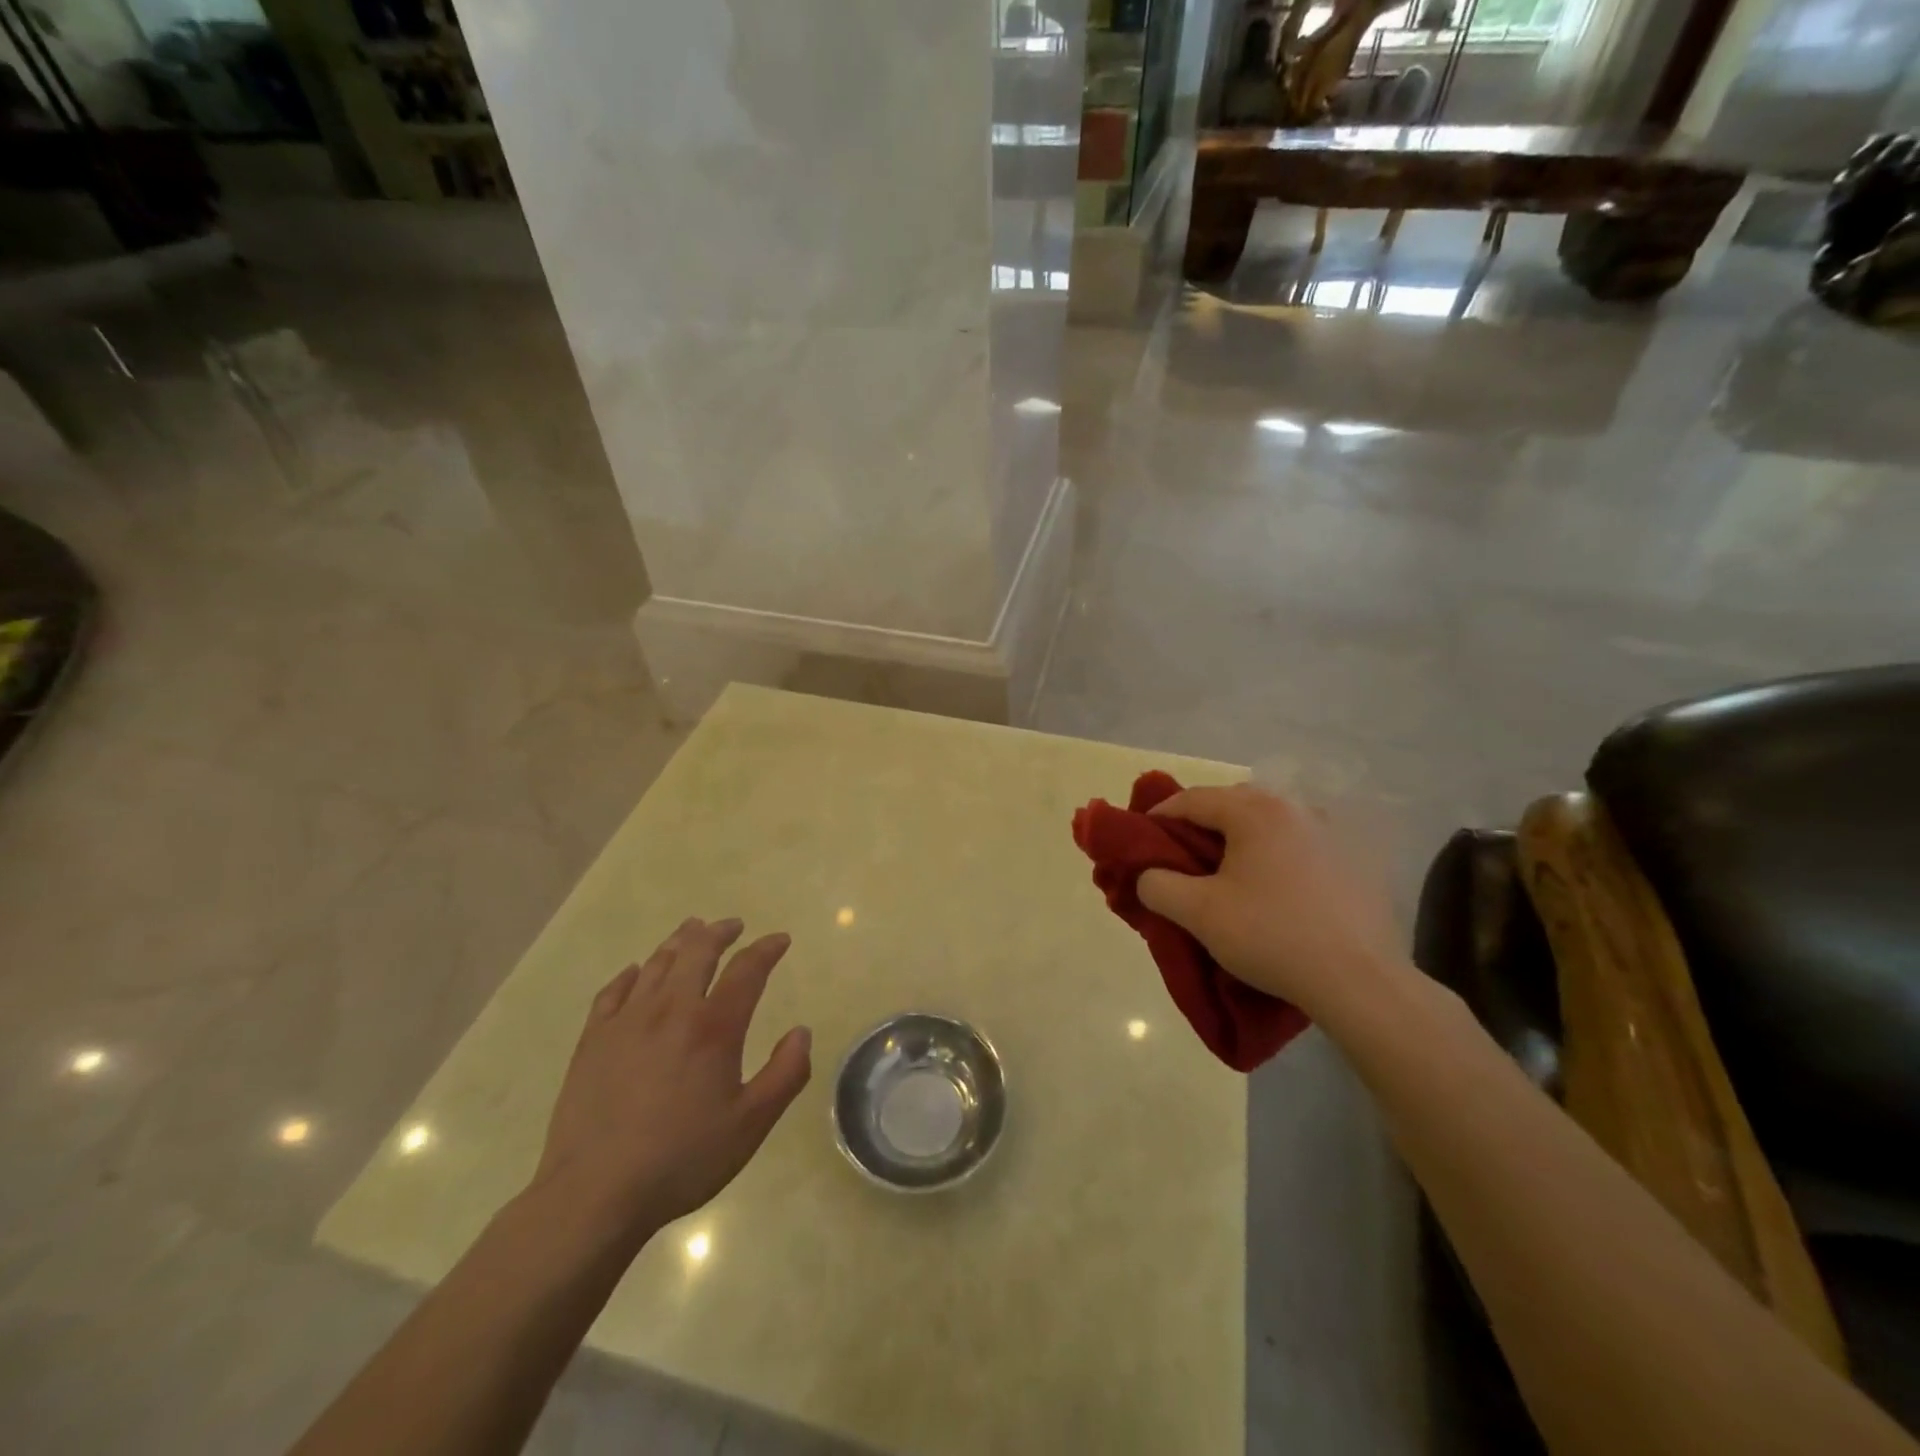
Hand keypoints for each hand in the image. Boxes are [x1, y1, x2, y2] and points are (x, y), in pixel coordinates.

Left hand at [529, 917, 810, 1244]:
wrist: (594, 1194)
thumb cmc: (682, 1159)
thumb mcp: (752, 1124)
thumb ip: (786, 1074)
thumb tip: (801, 1032)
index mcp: (714, 1027)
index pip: (747, 969)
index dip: (767, 949)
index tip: (780, 940)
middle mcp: (671, 1010)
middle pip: (697, 951)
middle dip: (720, 931)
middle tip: (733, 926)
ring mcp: (626, 1021)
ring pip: (657, 963)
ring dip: (680, 941)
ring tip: (692, 931)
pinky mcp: (593, 1040)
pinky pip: (614, 990)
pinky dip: (632, 974)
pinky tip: (636, 973)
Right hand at [1137, 784, 1405, 1024]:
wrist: (1360, 982)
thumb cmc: (1271, 936)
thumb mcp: (1198, 913)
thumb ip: (1158, 885)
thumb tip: (1149, 875)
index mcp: (1255, 811)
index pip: (1192, 799)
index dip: (1159, 817)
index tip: (1142, 843)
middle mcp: (1295, 808)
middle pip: (1232, 805)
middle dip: (1201, 827)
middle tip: (1183, 860)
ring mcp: (1331, 832)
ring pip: (1269, 824)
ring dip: (1241, 841)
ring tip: (1228, 876)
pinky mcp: (1355, 860)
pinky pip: (1299, 845)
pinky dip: (1276, 856)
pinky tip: (1275, 891)